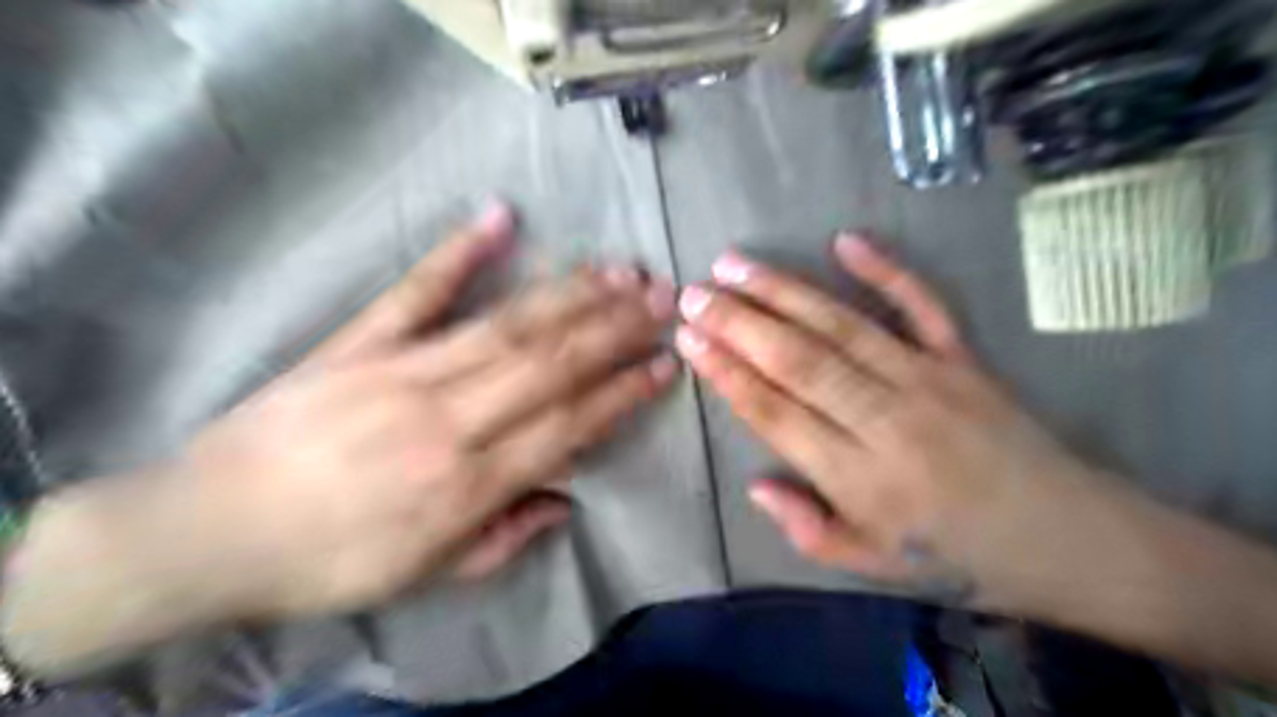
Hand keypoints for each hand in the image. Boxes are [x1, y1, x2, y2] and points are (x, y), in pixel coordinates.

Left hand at [187, 200, 678, 614]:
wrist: (202, 531)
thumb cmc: (325, 562)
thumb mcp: (424, 576)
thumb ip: (503, 538)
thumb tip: (565, 501)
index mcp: (465, 484)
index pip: (567, 427)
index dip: (622, 393)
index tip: (664, 364)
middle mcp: (447, 420)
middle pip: (549, 365)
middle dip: (615, 330)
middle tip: (663, 299)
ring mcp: (400, 371)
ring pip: (506, 325)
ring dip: (570, 295)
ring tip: (619, 271)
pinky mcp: (358, 342)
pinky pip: (416, 291)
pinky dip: (460, 252)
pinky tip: (501, 218)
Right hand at [671, 236, 1102, 604]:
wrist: (1071, 539)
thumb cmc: (959, 558)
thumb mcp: (874, 567)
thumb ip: (808, 529)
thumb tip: (756, 485)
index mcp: (862, 479)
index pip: (777, 414)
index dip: (728, 374)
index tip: (689, 341)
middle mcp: (889, 421)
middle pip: (800, 361)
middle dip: (739, 323)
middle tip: (694, 295)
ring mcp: (930, 380)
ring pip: (843, 326)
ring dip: (784, 291)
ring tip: (734, 265)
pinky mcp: (964, 358)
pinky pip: (922, 305)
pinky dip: (886, 270)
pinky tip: (845, 240)